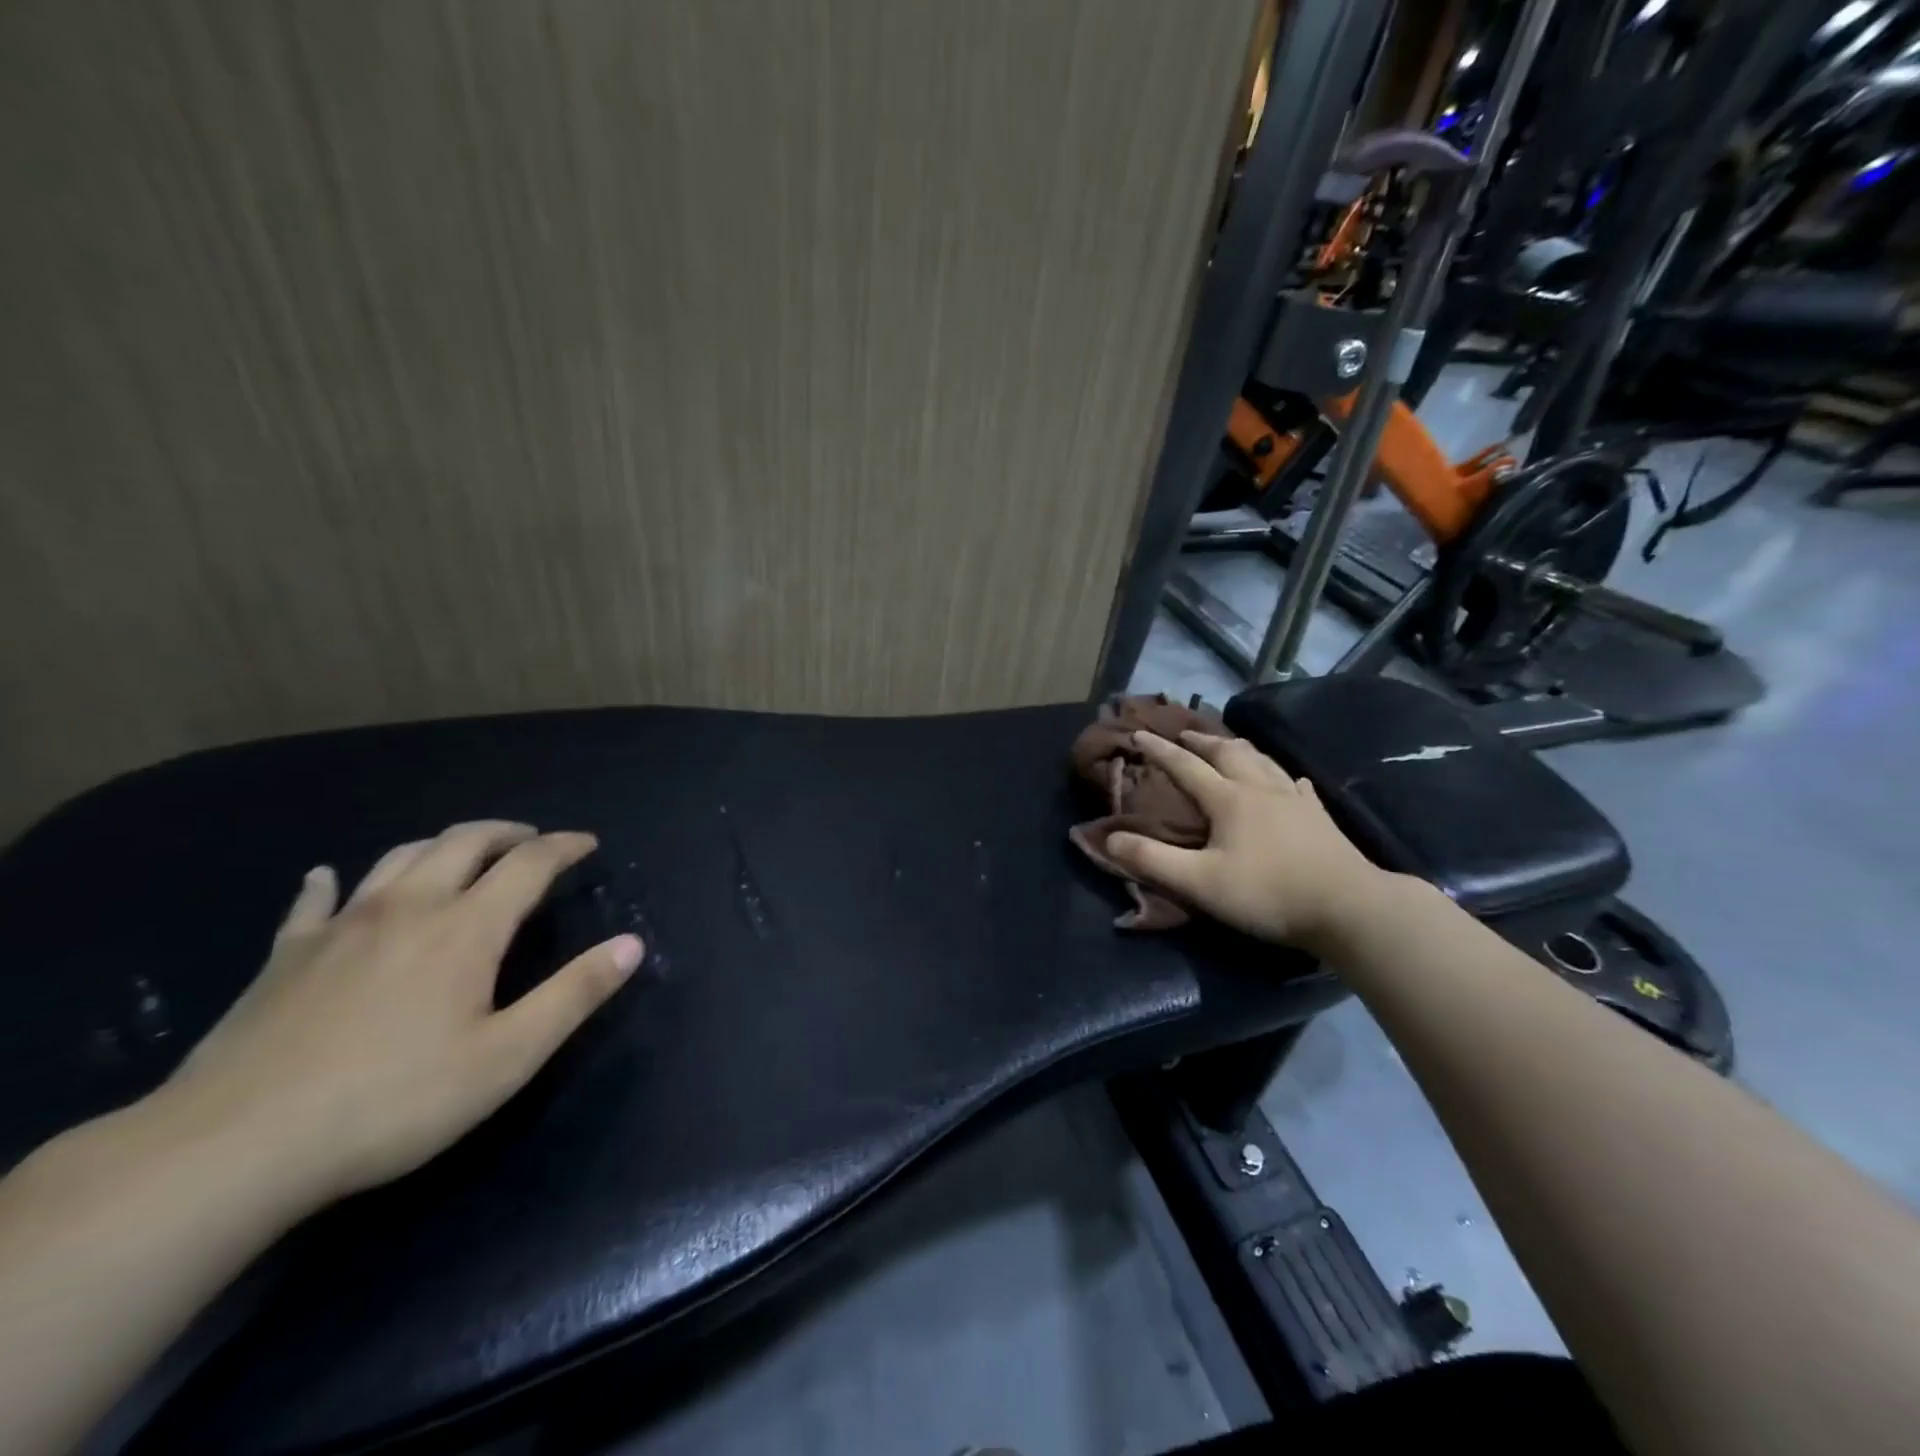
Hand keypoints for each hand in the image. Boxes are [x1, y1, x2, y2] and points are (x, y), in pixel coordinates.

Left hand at [160, 821, 644, 1209]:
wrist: (230, 1149)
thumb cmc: (391, 1102)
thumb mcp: (507, 1057)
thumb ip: (575, 994)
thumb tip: (632, 944)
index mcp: (466, 928)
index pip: (529, 864)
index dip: (564, 846)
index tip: (587, 844)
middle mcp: (409, 907)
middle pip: (463, 842)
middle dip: (507, 833)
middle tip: (532, 841)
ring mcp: (341, 926)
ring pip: (400, 857)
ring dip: (441, 845)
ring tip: (461, 855)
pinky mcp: (286, 955)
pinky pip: (315, 900)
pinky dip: (332, 881)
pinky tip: (328, 877)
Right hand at [1104, 731, 1388, 952]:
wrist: (1347, 907)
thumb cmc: (1267, 893)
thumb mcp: (1199, 882)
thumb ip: (1152, 860)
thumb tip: (1110, 838)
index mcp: (1228, 799)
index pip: (1185, 766)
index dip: (1159, 750)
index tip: (1138, 733)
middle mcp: (1260, 789)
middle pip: (1226, 753)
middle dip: (1201, 740)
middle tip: (1184, 733)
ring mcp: (1294, 800)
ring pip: (1262, 761)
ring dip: (1239, 748)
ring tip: (1228, 745)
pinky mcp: (1318, 817)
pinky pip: (1296, 786)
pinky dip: (1282, 776)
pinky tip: (1289, 781)